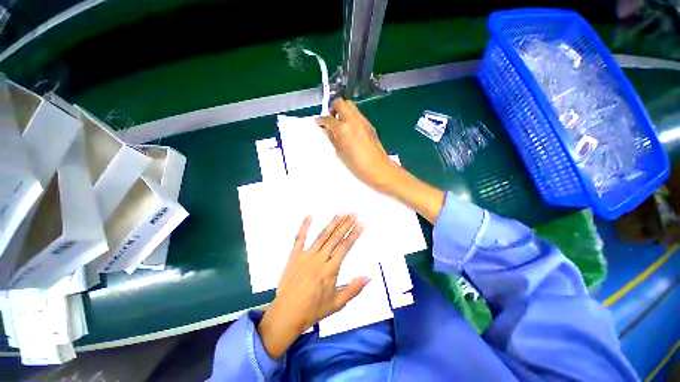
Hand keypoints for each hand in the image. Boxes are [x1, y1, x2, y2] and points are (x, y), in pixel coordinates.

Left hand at [257, 213, 368, 358]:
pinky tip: (310, 215)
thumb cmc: (314, 310)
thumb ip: (354, 289)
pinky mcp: (294, 255)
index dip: (354, 234)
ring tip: (340, 213)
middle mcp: (320, 259)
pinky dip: (305, 226)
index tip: (361, 224)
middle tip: (353, 213)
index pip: (345, 247)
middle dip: (346, 224)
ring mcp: (306, 256)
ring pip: (322, 236)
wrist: (287, 313)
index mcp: (331, 270)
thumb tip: (369, 277)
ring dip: (332, 223)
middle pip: (335, 238)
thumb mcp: (337, 303)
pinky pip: (300, 238)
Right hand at [317, 98, 397, 190]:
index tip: (318, 122)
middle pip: (341, 103)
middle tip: (330, 120)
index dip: (321, 120)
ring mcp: (363, 121)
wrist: (378, 168)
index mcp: (344, 129)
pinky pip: (357, 115)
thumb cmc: (357, 165)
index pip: (329, 118)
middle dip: (333, 108)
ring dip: (343, 111)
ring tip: (340, 124)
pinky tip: (350, 130)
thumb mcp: (340, 153)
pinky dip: (351, 117)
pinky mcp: (370, 125)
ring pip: (351, 106)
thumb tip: (327, 130)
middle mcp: (354, 120)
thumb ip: (332, 138)